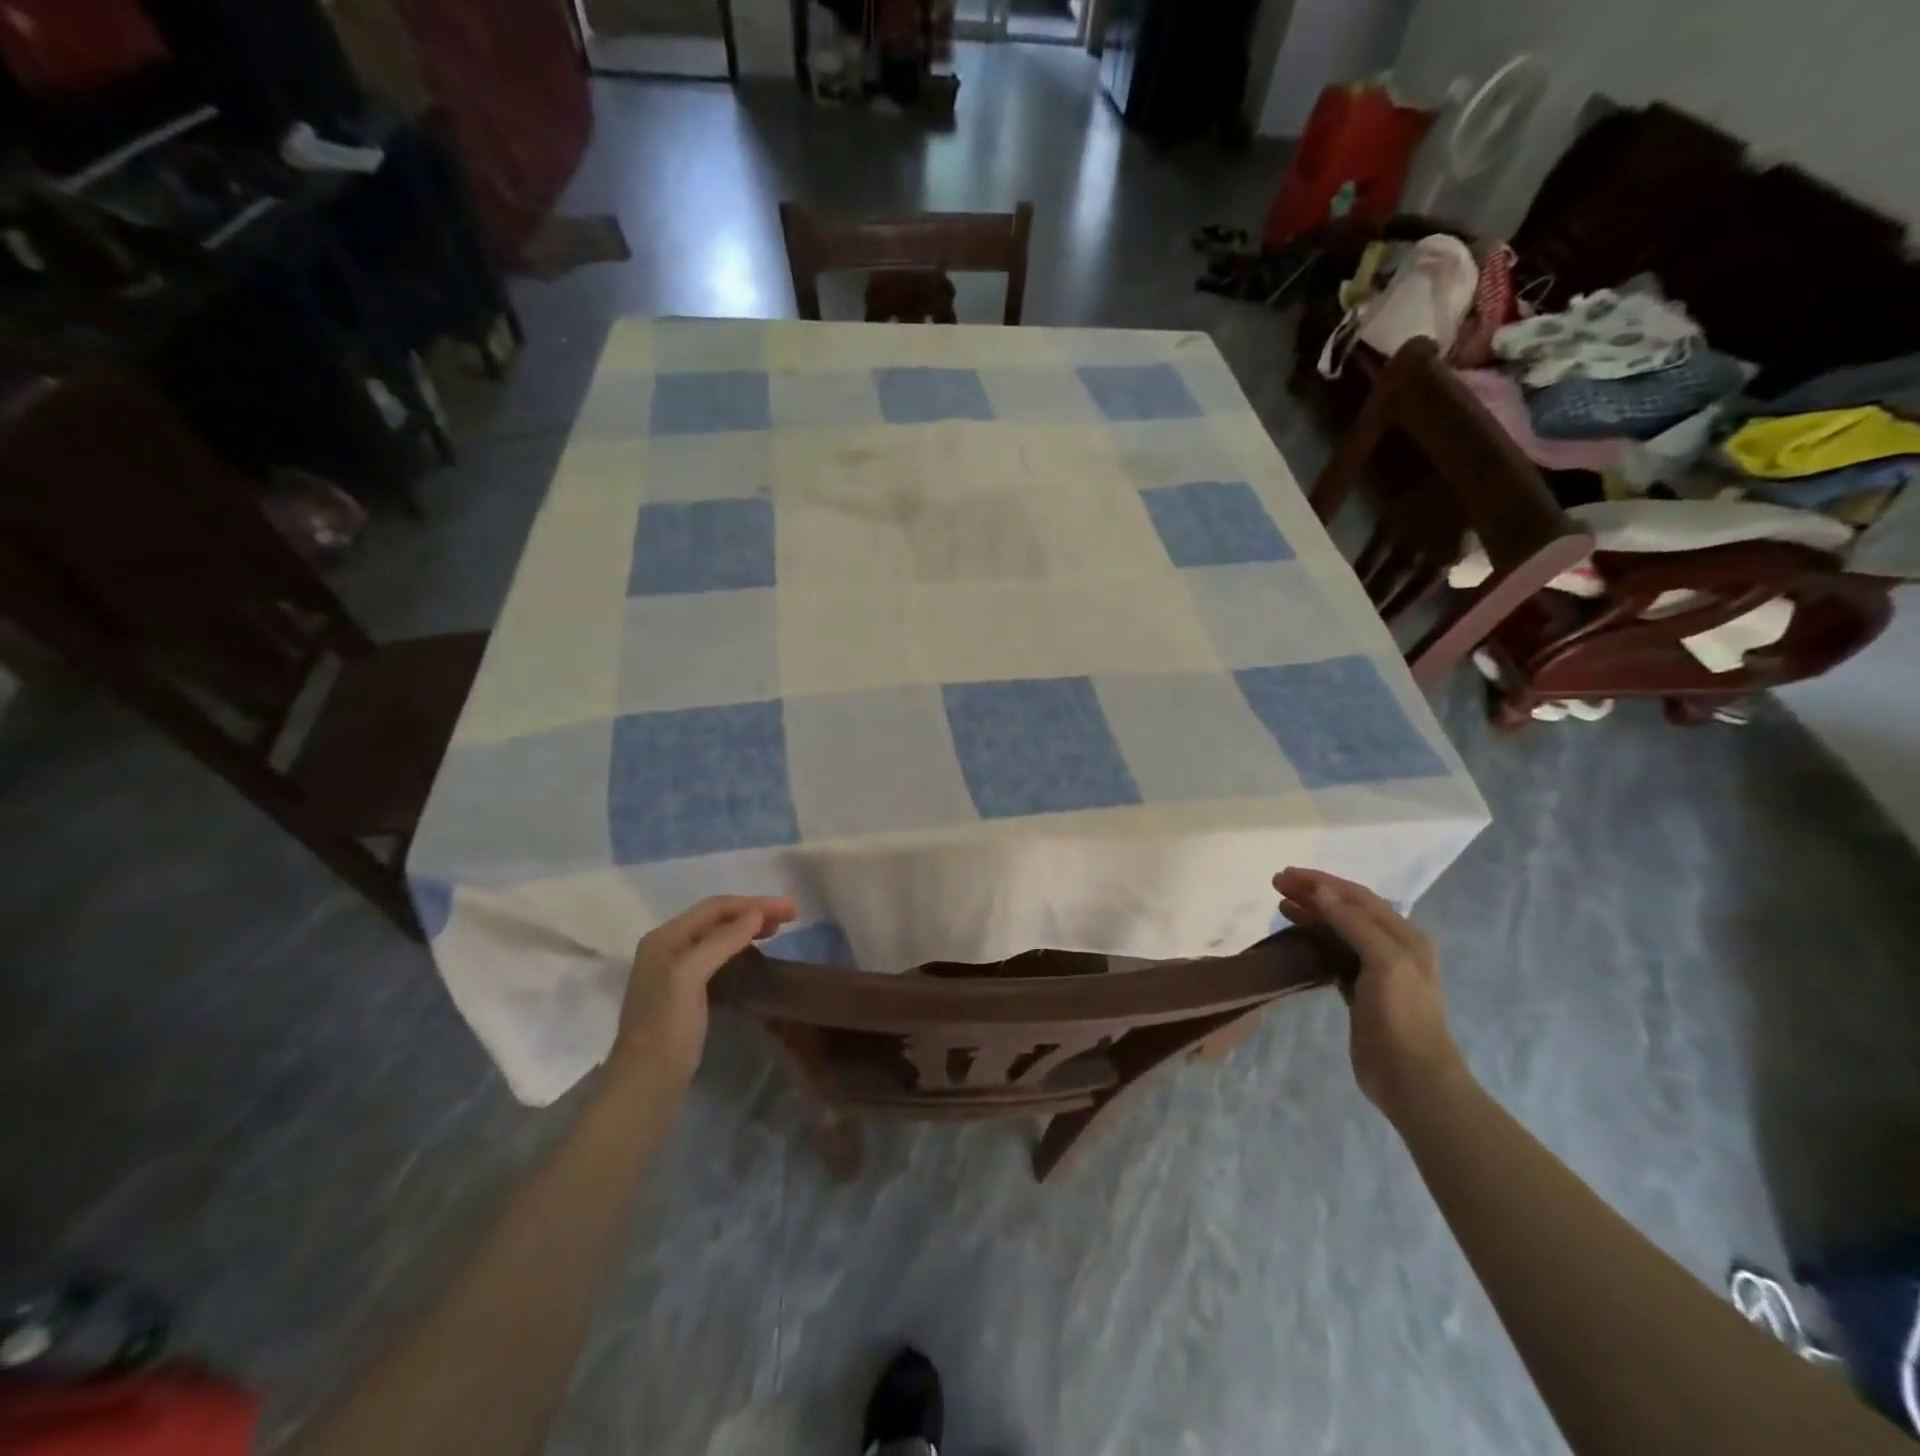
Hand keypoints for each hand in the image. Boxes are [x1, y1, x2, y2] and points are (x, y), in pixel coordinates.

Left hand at [614, 896, 796, 1081]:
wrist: (645, 1085)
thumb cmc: (668, 1027)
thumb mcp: (690, 976)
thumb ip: (721, 941)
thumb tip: (755, 914)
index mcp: (664, 938)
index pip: (716, 907)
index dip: (755, 903)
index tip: (791, 910)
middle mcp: (667, 947)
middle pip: (716, 918)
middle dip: (753, 912)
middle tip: (791, 917)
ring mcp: (673, 971)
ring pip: (717, 937)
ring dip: (747, 928)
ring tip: (776, 931)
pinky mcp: (683, 993)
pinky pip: (716, 957)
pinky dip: (738, 949)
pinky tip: (752, 955)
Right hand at [1273, 868, 1464, 1116]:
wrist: (1413, 1079)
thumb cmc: (1401, 1015)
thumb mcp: (1384, 961)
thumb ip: (1353, 923)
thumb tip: (1320, 890)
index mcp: (1404, 936)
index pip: (1357, 896)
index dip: (1321, 882)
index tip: (1286, 876)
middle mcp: (1393, 947)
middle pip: (1347, 909)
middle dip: (1313, 893)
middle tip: (1277, 885)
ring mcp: (1377, 971)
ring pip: (1339, 931)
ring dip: (1311, 914)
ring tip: (1281, 905)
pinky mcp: (1360, 993)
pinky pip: (1334, 955)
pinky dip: (1314, 941)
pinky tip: (1297, 939)